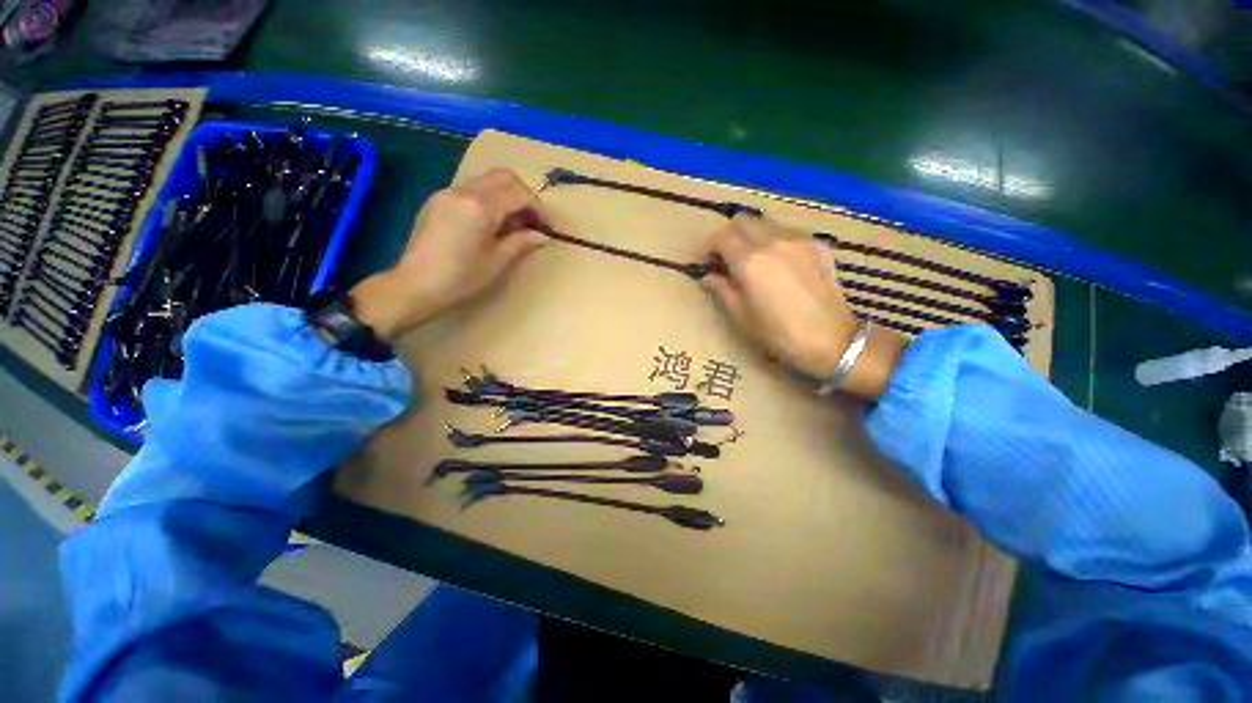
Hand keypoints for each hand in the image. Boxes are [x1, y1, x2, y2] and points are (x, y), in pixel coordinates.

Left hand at [349, 169, 549, 340]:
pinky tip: (490, 224)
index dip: (539, 208)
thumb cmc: (461, 278)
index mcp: (481, 206)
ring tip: (513, 224)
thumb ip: (522, 242)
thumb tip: (542, 235)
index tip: (549, 227)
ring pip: (486, 181)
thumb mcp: (498, 262)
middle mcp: (463, 191)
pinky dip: (488, 199)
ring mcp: (447, 193)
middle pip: (503, 177)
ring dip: (506, 196)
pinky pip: (470, 189)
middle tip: (533, 221)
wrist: (415, 285)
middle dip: (524, 195)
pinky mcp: (437, 201)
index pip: (519, 194)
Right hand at [702, 216, 905, 399]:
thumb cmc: (778, 333)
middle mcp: (772, 241)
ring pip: (766, 223)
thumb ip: (722, 289)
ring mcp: (798, 240)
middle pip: (743, 221)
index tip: (708, 261)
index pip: (721, 237)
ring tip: (753, 259)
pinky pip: (787, 233)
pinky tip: (779, 263)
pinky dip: (775, 241)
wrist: (830, 340)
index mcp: (749, 261)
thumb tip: (708, 275)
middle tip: (727, 257)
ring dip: (752, 235)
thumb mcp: (741, 315)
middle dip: (729, 235)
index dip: (709, 247)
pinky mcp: (817, 245)